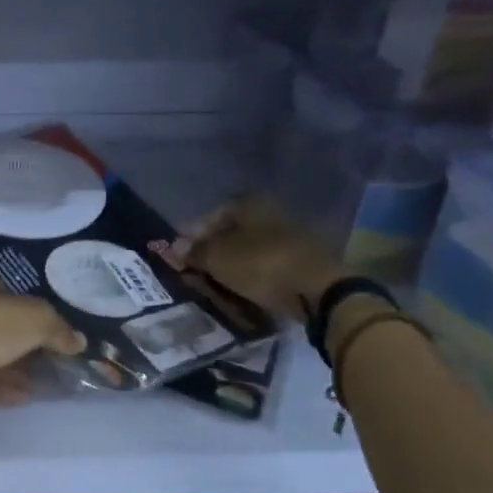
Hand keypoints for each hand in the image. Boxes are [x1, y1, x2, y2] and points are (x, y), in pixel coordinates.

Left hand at [0, 277, 84, 385]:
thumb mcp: (36, 318)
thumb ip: (59, 328)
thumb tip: (78, 342)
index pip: (13, 294)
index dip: (36, 310)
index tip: (57, 330)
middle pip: (5, 327)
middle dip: (30, 344)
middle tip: (57, 361)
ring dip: (20, 369)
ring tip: (47, 384)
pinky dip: (5, 387)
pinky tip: (25, 397)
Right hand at [181, 195, 347, 319]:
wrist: (318, 289)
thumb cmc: (260, 264)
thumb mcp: (216, 258)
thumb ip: (193, 251)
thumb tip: (174, 247)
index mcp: (249, 203)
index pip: (211, 214)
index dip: (192, 233)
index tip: (180, 253)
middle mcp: (271, 211)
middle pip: (232, 230)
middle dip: (213, 247)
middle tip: (196, 267)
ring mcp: (291, 234)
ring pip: (250, 245)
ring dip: (233, 260)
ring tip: (216, 278)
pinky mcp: (303, 257)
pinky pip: (267, 261)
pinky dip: (252, 270)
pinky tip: (243, 283)